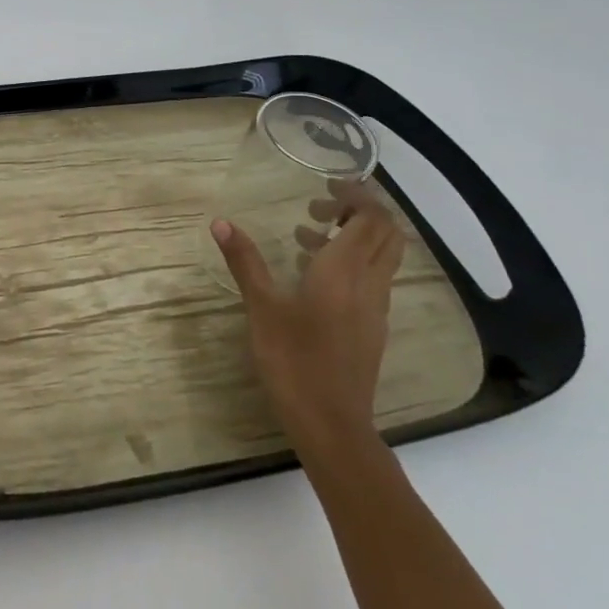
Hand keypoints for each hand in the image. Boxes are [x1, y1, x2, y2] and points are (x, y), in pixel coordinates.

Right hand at [210, 182, 404, 454]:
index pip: (371, 219)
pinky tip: (312, 275)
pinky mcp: (372, 328)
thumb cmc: (293, 361)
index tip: (326, 185)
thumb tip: (221, 222)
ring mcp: (376, 308)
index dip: (357, 195)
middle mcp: (370, 284)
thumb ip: (245, 261)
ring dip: (354, 236)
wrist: (332, 423)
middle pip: (387, 234)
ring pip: (382, 257)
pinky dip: (351, 262)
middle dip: (359, 211)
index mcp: (345, 272)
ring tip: (306, 234)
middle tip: (318, 206)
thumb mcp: (262, 307)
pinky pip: (373, 278)